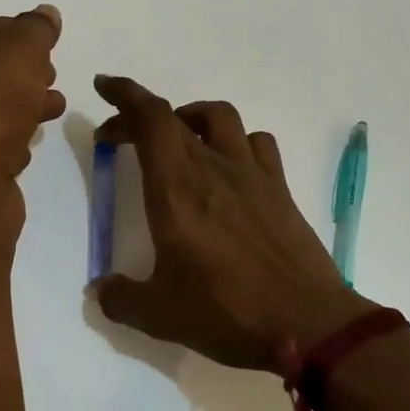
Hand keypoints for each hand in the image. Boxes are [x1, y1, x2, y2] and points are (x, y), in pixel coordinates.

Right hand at [91, 76, 373, 369]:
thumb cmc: (227, 313)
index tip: (104, 86)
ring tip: (177, 140)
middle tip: (119, 135)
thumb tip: (101, 289)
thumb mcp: (158, 315)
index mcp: (176, 189)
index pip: (150, 118)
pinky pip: (257, 143)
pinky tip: (230, 167)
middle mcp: (214, 168)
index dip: (125, 93)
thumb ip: (120, 298)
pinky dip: (236, 141)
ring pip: (221, 117)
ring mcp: (253, 175)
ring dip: (190, 117)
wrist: (308, 324)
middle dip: (139, 114)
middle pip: (175, 116)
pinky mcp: (280, 190)